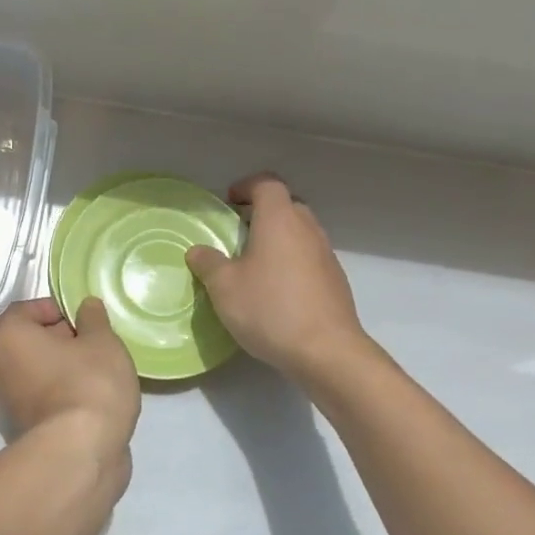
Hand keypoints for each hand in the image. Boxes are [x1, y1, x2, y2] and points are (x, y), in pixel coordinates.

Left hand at [0, 296, 139, 467]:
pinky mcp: (25, 432)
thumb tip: (85, 306)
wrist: (81, 453)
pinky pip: (45, 401)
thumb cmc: (89, 383)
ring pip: (38, 374)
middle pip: (29, 343)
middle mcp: (0, 369)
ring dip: (63, 370)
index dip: (52, 308)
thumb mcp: (102, 341)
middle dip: (61, 340)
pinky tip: (93, 401)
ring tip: (99, 372)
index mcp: (10, 338)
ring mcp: (9, 405)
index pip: (23, 311)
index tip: (81, 317)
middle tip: (95, 343)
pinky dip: (64, 397)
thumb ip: (93, 319)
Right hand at [185, 173, 368, 382]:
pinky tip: (277, 291)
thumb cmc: (270, 309)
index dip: (247, 186)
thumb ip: (208, 263)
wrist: (327, 351)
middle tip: (238, 232)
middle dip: (262, 212)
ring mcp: (326, 255)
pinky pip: (310, 258)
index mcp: (279, 220)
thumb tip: (198, 251)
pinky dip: (292, 262)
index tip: (229, 202)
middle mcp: (307, 229)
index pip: (267, 183)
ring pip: (300, 232)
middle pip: (287, 205)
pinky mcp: (336, 281)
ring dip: (278, 238)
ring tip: (254, 264)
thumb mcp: (224, 287)